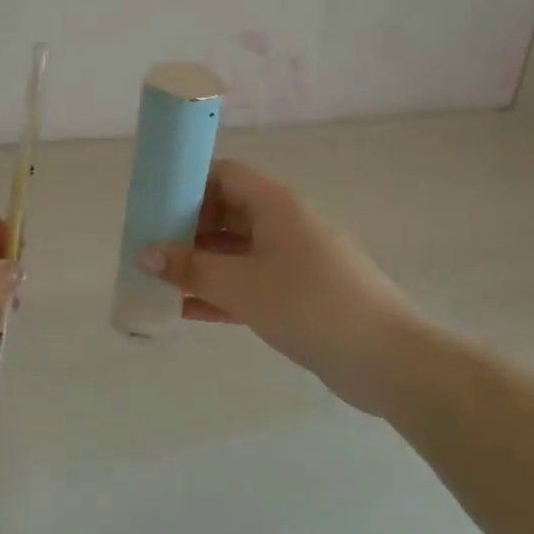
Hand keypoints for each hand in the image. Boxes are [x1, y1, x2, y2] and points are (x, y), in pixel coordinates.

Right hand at [139, 160, 416, 413]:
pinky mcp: (298, 295)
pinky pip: (249, 284)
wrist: (387, 359)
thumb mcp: (242, 285)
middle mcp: (284, 224)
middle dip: (186, 229)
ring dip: (199, 265)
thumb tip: (146, 253)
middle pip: (226, 213)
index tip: (154, 205)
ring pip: (235, 252)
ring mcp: (293, 261)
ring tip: (157, 281)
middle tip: (149, 248)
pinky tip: (184, 311)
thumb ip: (190, 268)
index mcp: (275, 204)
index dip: (188, 183)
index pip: (224, 174)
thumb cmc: (309, 304)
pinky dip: (220, 293)